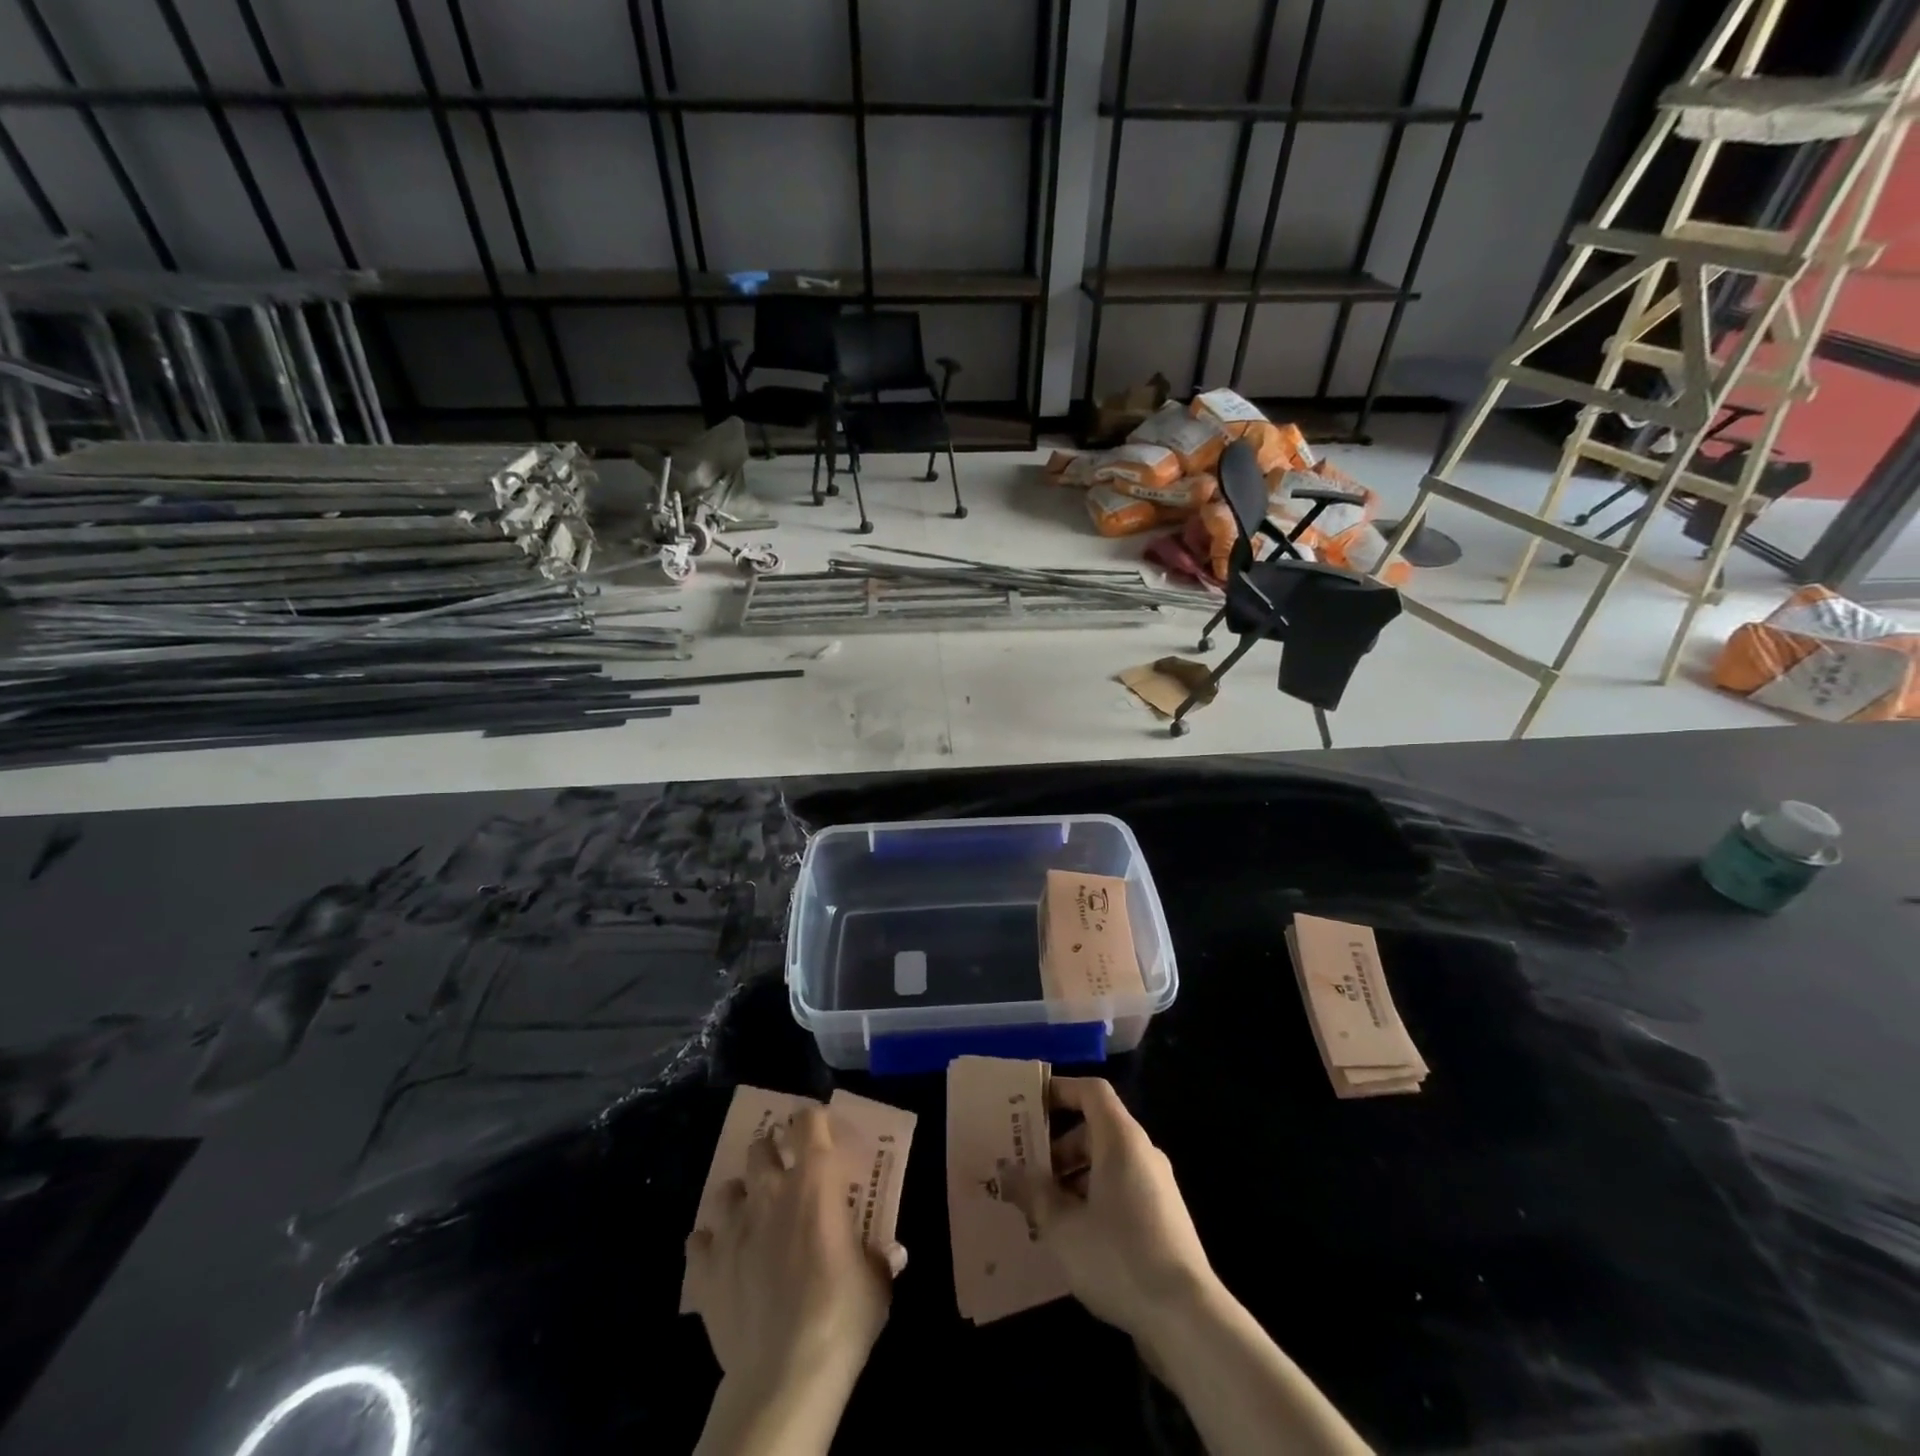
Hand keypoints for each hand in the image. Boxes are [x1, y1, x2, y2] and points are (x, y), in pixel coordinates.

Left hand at [687, 1105, 901, 1392]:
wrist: (785, 1376)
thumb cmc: (842, 1315)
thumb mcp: (877, 1282)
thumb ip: (880, 1257)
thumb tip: (892, 1252)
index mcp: (815, 1180)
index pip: (808, 1121)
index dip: (813, 1121)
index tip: (821, 1133)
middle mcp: (769, 1191)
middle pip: (760, 1147)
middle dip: (771, 1154)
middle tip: (785, 1175)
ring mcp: (732, 1228)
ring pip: (725, 1189)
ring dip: (739, 1196)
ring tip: (751, 1216)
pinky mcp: (705, 1268)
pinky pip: (698, 1241)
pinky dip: (709, 1244)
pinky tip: (721, 1258)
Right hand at [999, 1076, 1215, 1342]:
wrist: (1187, 1318)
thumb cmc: (1118, 1256)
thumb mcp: (1062, 1226)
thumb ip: (1033, 1193)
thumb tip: (1007, 1171)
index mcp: (1121, 1140)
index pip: (1092, 1091)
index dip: (1061, 1089)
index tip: (1029, 1104)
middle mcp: (1143, 1153)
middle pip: (1096, 1129)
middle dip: (1058, 1145)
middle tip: (1025, 1168)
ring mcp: (1157, 1187)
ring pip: (1107, 1163)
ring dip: (1073, 1176)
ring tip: (1041, 1208)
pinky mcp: (1164, 1219)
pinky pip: (1121, 1190)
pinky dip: (1093, 1198)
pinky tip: (1072, 1236)